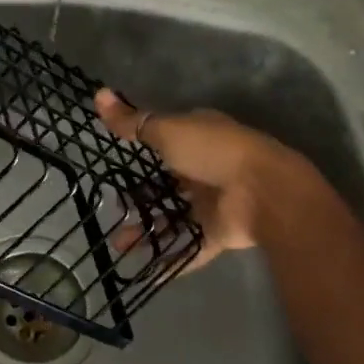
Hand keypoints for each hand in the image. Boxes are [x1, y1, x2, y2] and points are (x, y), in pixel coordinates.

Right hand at [94, 90, 313, 269]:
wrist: (265, 193)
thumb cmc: (214, 152)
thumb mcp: (167, 131)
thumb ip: (132, 123)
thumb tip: (97, 93)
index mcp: (197, 137)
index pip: (164, 140)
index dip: (140, 150)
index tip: (113, 164)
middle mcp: (204, 168)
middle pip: (165, 184)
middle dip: (138, 198)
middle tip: (110, 210)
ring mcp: (213, 202)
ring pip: (173, 218)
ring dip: (148, 231)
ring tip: (118, 245)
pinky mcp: (219, 232)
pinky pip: (191, 248)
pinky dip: (171, 260)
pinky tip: (146, 269)